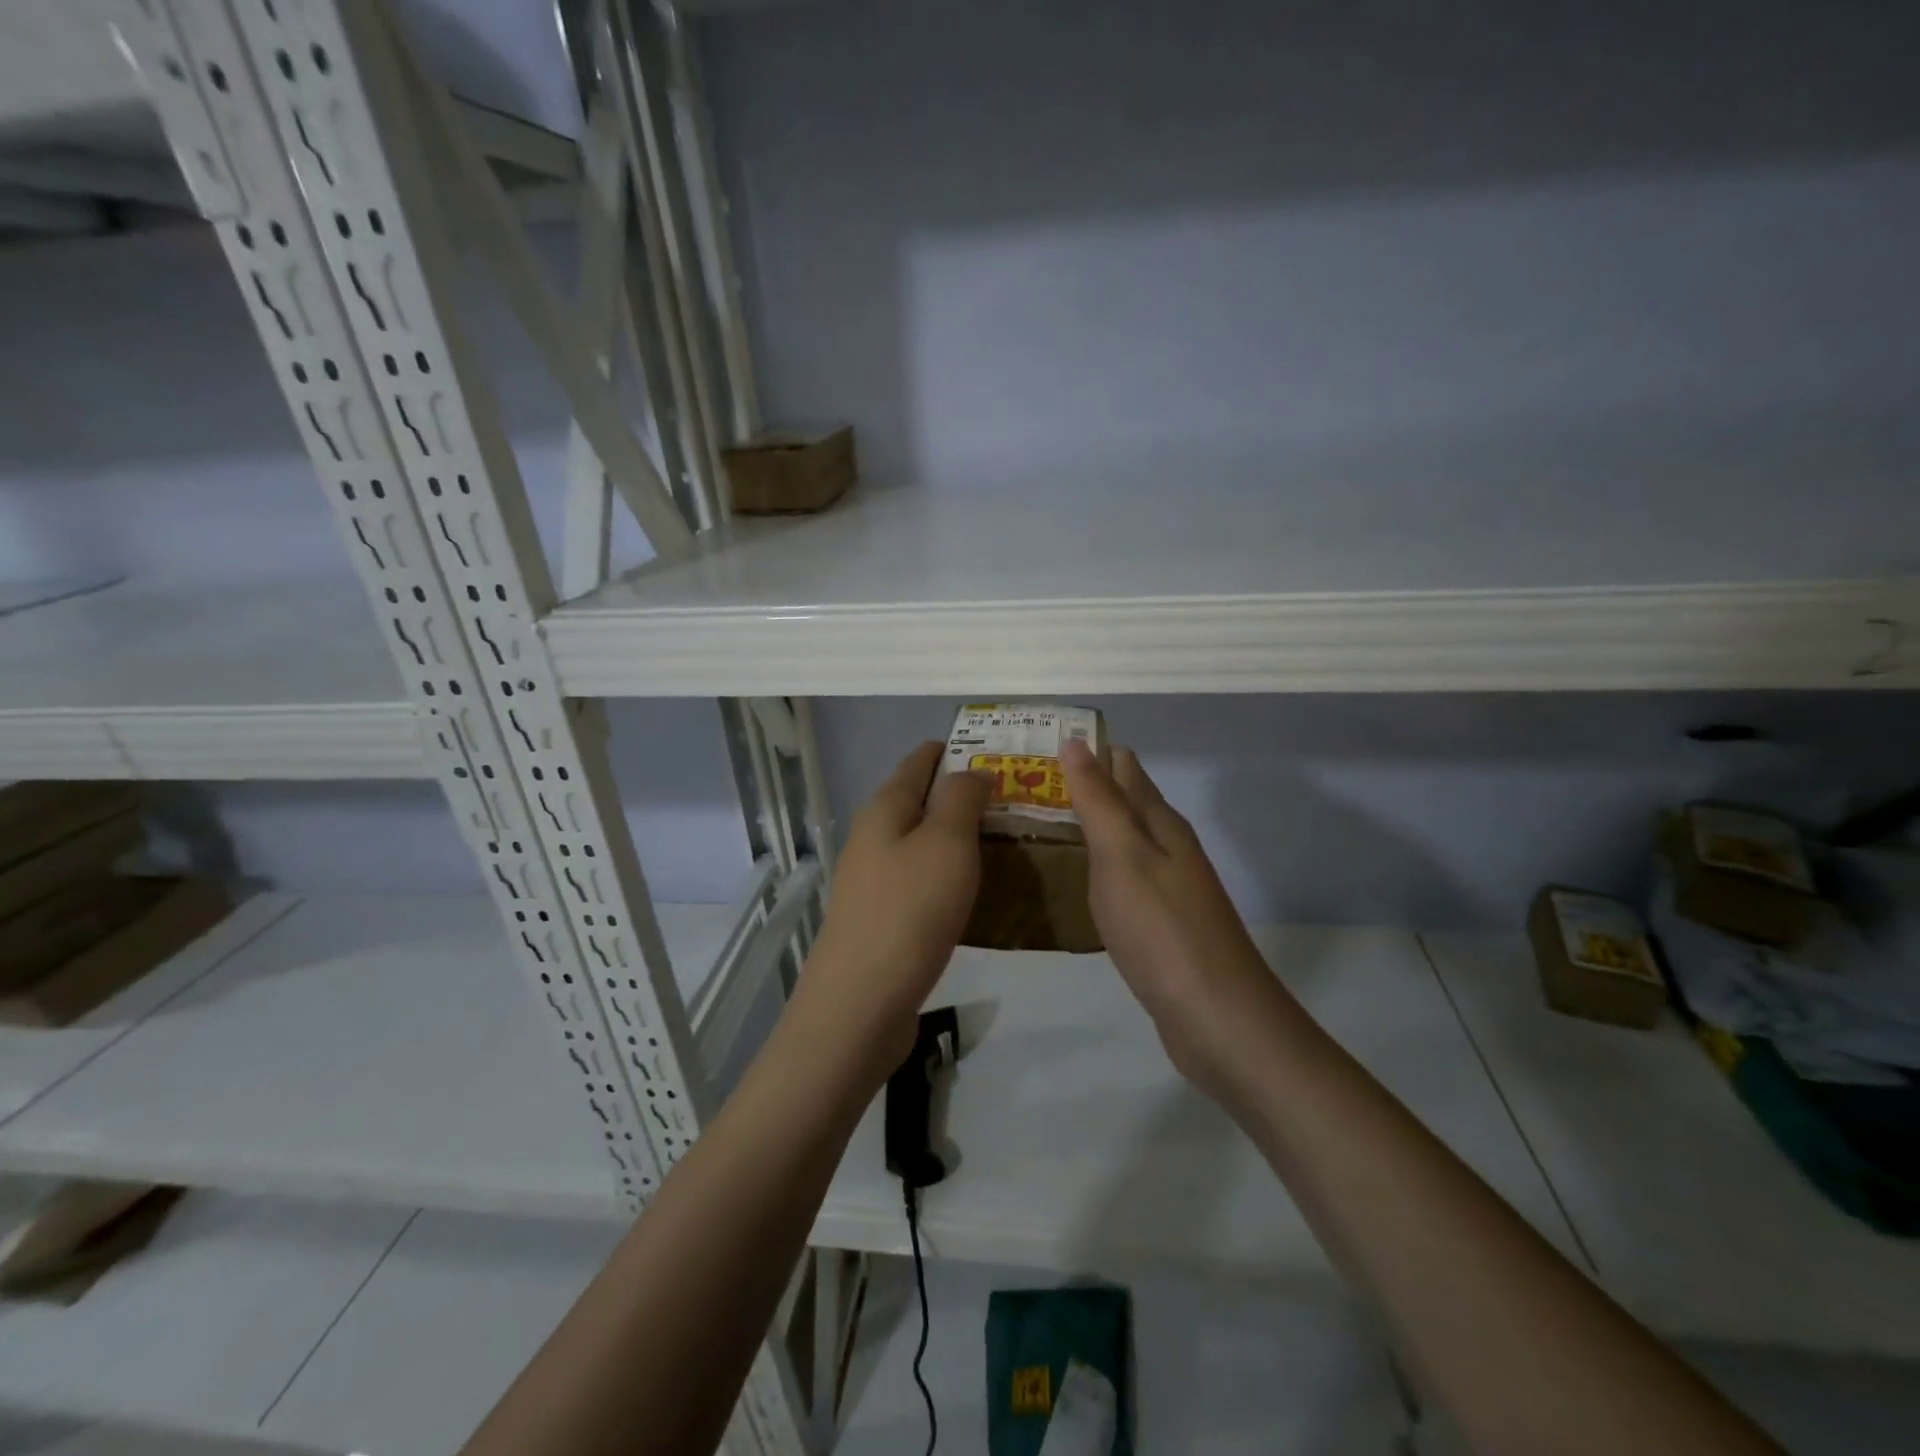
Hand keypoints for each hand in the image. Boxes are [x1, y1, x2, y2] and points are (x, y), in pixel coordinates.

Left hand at [802, 741, 989, 1070]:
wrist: (861, 1002)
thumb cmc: (910, 910)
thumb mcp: (946, 842)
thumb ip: (962, 797)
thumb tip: (972, 772)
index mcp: (885, 807)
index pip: (921, 760)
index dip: (959, 750)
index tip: (1002, 755)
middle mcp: (873, 835)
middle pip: (921, 800)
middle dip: (965, 795)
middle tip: (1018, 802)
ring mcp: (873, 878)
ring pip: (922, 841)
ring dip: (960, 837)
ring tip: (1007, 842)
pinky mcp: (881, 915)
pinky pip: (921, 878)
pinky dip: (950, 873)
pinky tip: (978, 889)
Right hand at [1062, 739, 1286, 1097]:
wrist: (1216, 1017)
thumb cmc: (1162, 929)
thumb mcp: (1122, 856)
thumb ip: (1098, 800)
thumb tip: (1076, 742)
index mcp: (1161, 823)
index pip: (1122, 767)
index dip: (1085, 752)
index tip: (1036, 747)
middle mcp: (1168, 847)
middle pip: (1123, 802)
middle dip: (1080, 788)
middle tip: (1021, 786)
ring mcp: (1167, 888)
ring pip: (1122, 842)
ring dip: (1086, 827)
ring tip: (1035, 824)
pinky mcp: (1160, 925)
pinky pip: (1121, 880)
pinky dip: (1094, 868)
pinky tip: (1072, 880)